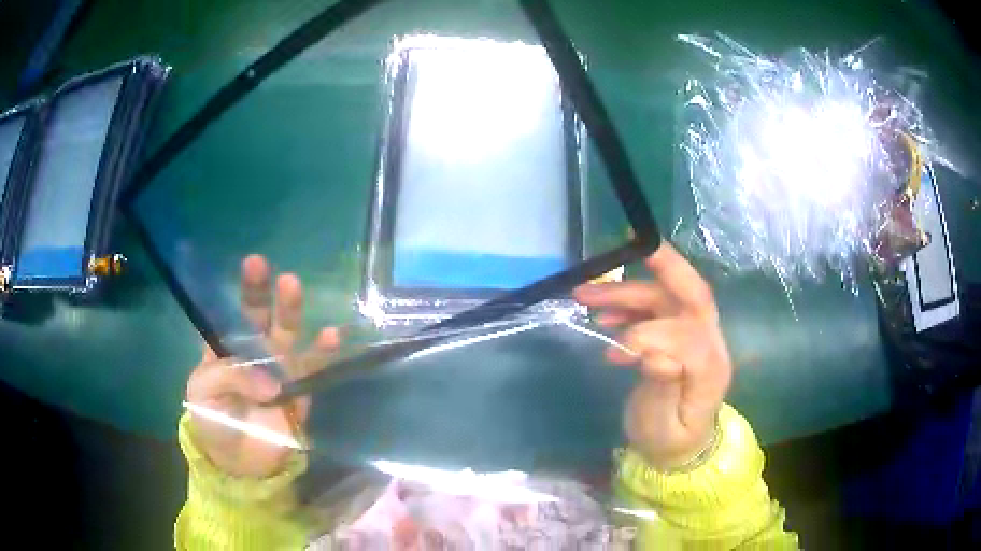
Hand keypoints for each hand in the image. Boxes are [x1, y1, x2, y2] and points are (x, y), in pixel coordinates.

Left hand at [185, 255, 341, 477]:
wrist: (238, 463)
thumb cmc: (212, 422)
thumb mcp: (204, 394)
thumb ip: (231, 378)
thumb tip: (273, 384)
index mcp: (225, 348)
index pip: (231, 312)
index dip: (241, 290)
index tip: (252, 264)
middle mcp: (253, 351)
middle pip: (260, 316)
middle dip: (264, 293)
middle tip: (269, 269)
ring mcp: (279, 369)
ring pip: (287, 334)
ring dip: (291, 311)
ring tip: (293, 287)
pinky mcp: (301, 391)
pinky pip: (314, 368)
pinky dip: (324, 352)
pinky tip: (332, 335)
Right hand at [573, 242, 731, 468]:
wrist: (680, 448)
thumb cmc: (669, 442)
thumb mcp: (661, 428)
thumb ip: (662, 390)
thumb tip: (656, 355)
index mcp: (710, 370)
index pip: (689, 336)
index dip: (652, 335)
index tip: (615, 351)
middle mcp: (710, 344)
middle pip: (693, 296)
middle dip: (667, 268)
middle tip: (636, 246)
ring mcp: (695, 338)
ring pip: (666, 299)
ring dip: (629, 291)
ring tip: (586, 293)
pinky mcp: (678, 337)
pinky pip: (656, 311)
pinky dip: (628, 308)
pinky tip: (604, 318)